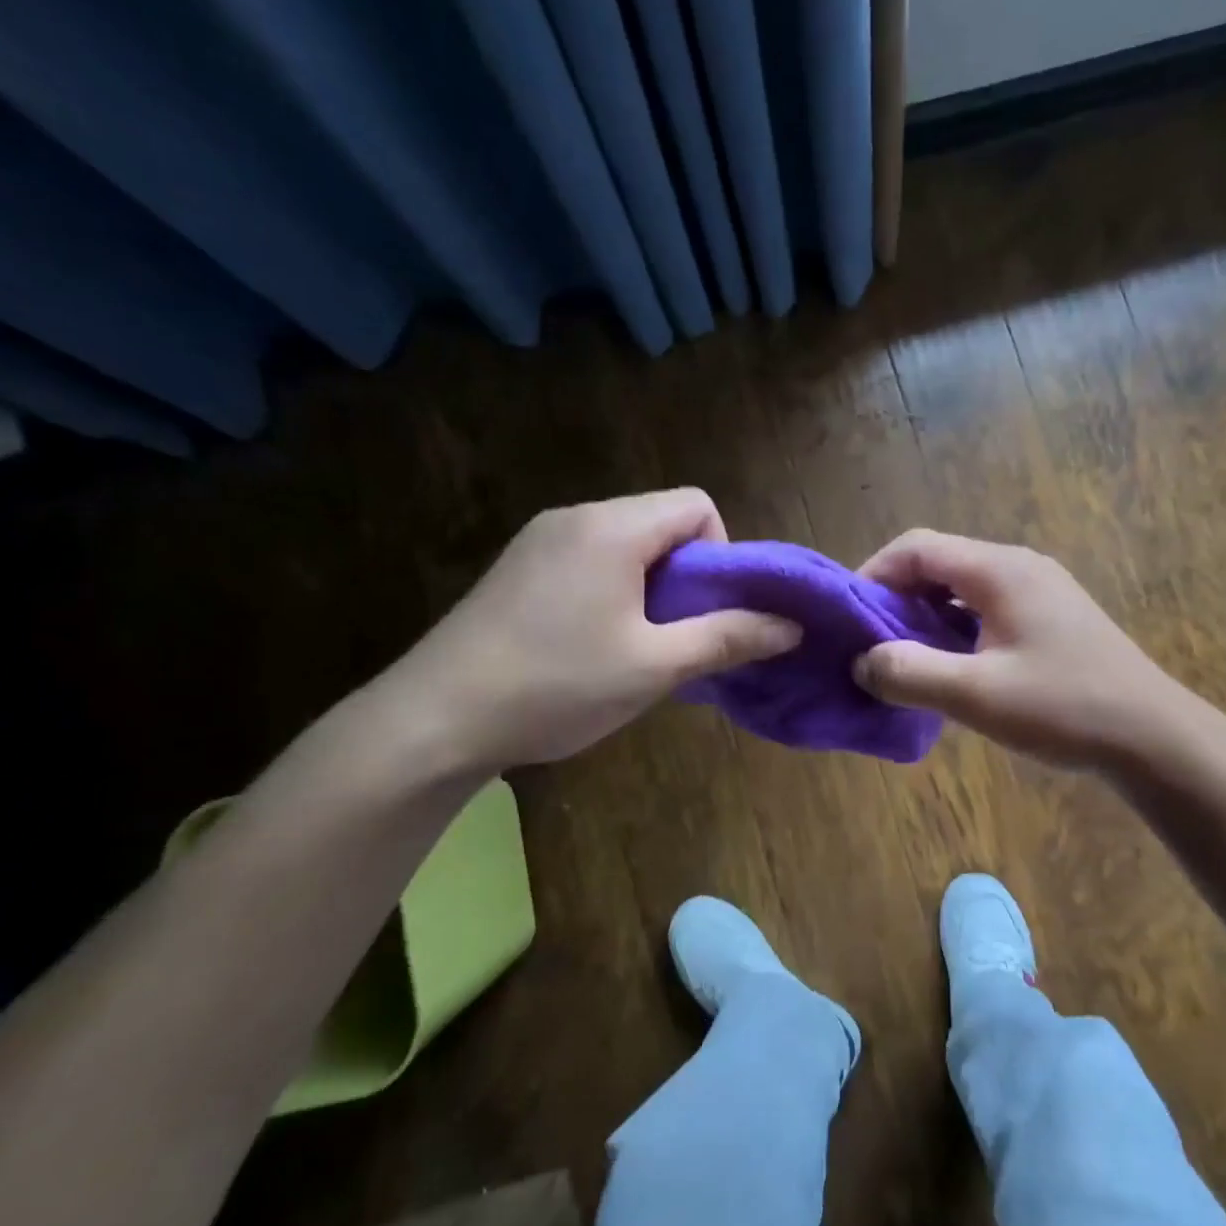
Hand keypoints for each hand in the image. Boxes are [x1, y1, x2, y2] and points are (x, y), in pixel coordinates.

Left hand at [390, 490, 799, 770]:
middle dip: (687, 573)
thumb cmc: (557, 686)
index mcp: (613, 528)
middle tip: (676, 635)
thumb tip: (791, 625)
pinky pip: (590, 558)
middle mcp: (576, 516)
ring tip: (636, 645)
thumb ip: (728, 638)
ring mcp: (540, 539)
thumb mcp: (655, 666)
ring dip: (651, 585)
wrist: (434, 720)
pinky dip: (614, 588)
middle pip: (662, 521)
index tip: (706, 609)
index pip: (697, 505)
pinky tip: (593, 643)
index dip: (721, 552)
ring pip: (627, 541)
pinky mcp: (518, 566)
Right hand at [853, 529, 1182, 770]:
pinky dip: (956, 630)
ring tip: (903, 659)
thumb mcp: (976, 695)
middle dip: (896, 599)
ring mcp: (1040, 591)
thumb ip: (910, 674)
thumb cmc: (1064, 708)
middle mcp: (1019, 567)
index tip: (848, 617)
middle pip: (939, 564)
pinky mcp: (1052, 618)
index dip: (873, 574)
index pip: (917, 547)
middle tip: (870, 644)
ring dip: (926, 617)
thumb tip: (862, 662)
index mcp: (999, 570)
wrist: (1153, 737)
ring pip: (962, 588)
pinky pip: (987, 609)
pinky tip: (951, 669)